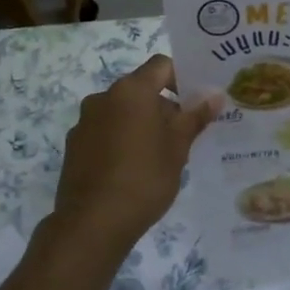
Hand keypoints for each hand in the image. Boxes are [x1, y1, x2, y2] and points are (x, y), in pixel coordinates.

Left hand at [52, 55, 220, 252]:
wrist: (93, 223)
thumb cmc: (144, 178)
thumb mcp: (178, 148)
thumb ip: (195, 117)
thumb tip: (215, 95)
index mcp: (131, 91)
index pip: (161, 65)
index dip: (182, 77)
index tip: (196, 102)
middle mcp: (103, 98)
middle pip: (140, 89)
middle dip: (163, 106)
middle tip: (184, 134)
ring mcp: (84, 122)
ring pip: (121, 112)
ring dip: (141, 123)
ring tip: (159, 156)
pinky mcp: (74, 146)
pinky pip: (104, 132)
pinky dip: (121, 140)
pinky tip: (132, 170)